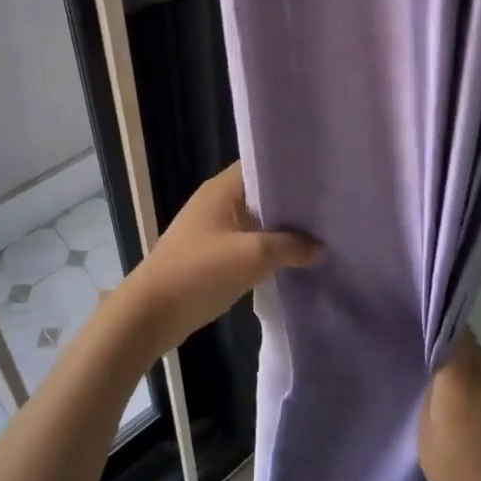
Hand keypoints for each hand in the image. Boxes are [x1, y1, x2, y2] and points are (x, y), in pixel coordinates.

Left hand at [122, 163, 322, 352]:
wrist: (150, 314)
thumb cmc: (199, 273)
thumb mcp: (252, 257)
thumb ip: (291, 247)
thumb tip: (322, 247)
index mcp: (222, 189)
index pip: (262, 165)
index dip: (292, 170)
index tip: (323, 179)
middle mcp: (217, 201)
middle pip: (261, 193)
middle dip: (292, 203)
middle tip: (330, 209)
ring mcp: (212, 228)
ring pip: (256, 220)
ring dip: (281, 228)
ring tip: (321, 232)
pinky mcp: (211, 253)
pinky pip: (247, 241)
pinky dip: (267, 247)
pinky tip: (293, 258)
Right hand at [420, 330, 480, 480]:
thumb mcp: (430, 445)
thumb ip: (434, 399)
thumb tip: (442, 375)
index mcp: (463, 384)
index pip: (455, 333)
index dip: (443, 332)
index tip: (430, 341)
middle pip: (474, 352)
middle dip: (459, 364)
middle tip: (445, 391)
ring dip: (480, 385)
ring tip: (471, 420)